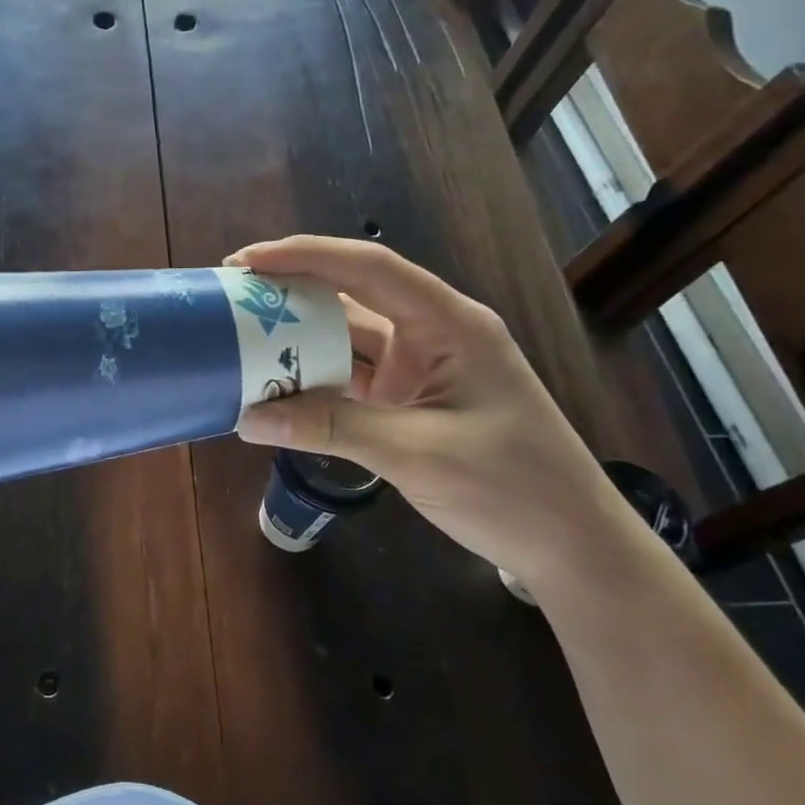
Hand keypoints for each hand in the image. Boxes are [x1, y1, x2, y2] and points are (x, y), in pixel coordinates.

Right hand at [228, 235, 646, 590]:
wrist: (573, 548)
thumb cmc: (513, 489)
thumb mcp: (416, 454)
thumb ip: (331, 428)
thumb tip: (246, 417)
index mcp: (449, 324)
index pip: (368, 268)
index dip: (305, 256)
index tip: (247, 262)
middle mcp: (431, 334)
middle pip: (351, 296)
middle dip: (292, 292)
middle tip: (232, 296)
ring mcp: (419, 368)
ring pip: (347, 338)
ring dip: (298, 338)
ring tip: (240, 335)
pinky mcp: (408, 400)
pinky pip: (350, 376)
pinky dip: (313, 378)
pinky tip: (275, 383)